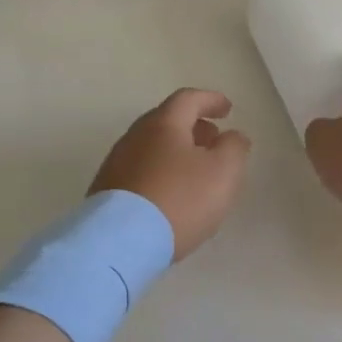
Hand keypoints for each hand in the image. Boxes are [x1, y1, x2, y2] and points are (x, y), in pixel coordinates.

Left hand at [90, 89, 251, 261]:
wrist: (120, 242)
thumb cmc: (179, 200)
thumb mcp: (223, 172)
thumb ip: (234, 148)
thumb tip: (232, 136)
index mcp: (162, 124)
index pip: (188, 99)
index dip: (210, 100)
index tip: (227, 109)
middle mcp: (134, 137)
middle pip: (166, 122)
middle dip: (193, 127)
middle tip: (213, 140)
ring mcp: (116, 164)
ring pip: (152, 147)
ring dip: (176, 152)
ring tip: (195, 172)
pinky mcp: (107, 191)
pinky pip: (140, 172)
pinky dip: (160, 173)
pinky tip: (171, 195)